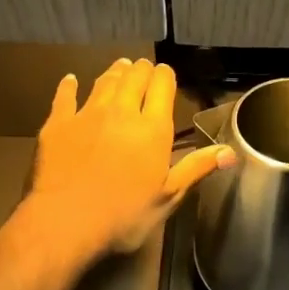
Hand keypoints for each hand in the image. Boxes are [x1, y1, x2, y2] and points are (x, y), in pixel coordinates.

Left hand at [23, 58, 234, 264]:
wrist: (65, 222)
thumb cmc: (124, 216)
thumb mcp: (168, 197)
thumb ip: (196, 168)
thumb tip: (231, 152)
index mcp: (152, 129)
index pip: (162, 86)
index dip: (165, 76)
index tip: (165, 75)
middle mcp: (121, 112)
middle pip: (134, 77)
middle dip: (141, 69)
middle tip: (143, 68)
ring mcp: (87, 114)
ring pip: (104, 82)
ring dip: (115, 72)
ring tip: (120, 66)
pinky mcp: (57, 124)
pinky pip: (65, 97)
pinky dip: (69, 86)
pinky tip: (70, 80)